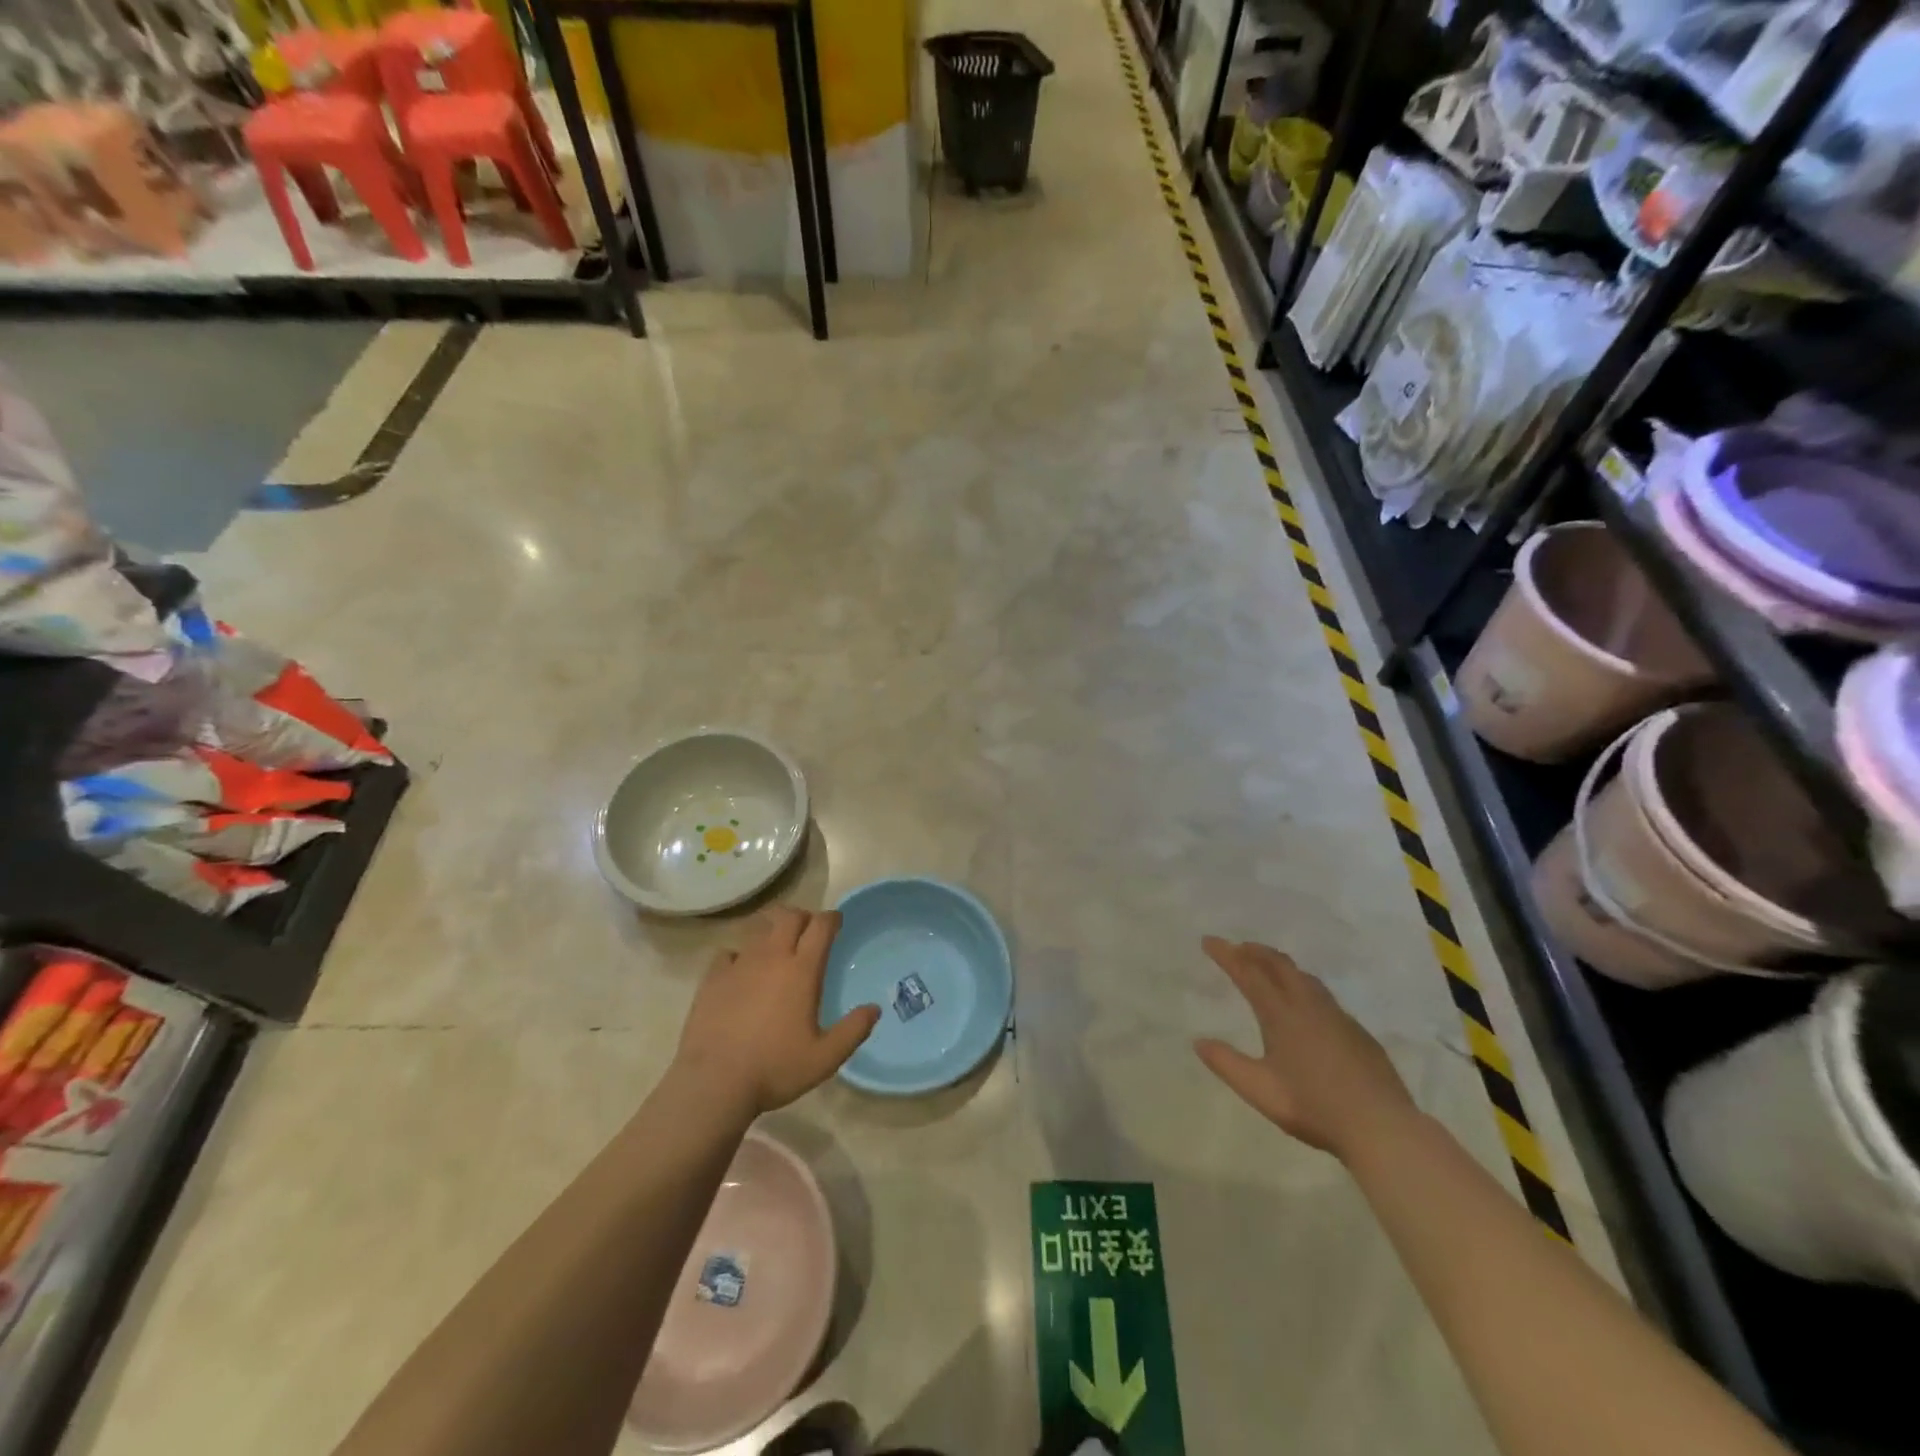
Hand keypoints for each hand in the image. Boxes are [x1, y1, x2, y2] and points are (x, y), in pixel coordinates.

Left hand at [675, 905, 879, 1117]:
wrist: (713, 1083)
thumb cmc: (774, 1068)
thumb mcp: (824, 1058)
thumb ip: (853, 1031)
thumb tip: (874, 1009)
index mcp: (801, 970)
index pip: (820, 926)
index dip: (831, 918)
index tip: (837, 922)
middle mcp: (771, 957)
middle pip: (788, 916)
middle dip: (802, 917)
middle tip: (808, 931)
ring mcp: (739, 964)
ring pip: (759, 930)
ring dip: (772, 931)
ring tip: (777, 948)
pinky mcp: (713, 978)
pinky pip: (729, 952)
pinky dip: (740, 955)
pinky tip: (741, 971)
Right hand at [1194, 937, 1415, 1158]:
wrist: (1381, 1128)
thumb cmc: (1314, 1107)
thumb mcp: (1259, 1090)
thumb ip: (1226, 1064)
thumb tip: (1199, 1042)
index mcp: (1282, 1015)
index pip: (1248, 973)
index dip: (1226, 955)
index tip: (1209, 940)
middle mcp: (1309, 1006)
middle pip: (1280, 966)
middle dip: (1256, 952)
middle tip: (1239, 947)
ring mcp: (1338, 1018)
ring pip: (1305, 978)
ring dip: (1282, 966)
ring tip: (1270, 967)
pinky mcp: (1358, 1033)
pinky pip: (1324, 997)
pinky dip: (1304, 987)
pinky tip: (1307, 1006)